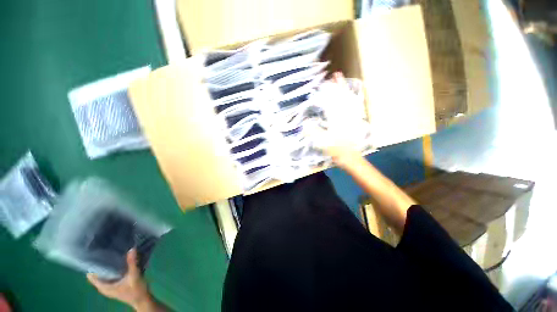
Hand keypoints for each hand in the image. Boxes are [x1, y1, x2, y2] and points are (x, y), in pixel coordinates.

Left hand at [87, 249, 151, 310]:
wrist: (143, 300)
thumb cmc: (136, 291)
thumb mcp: (134, 277)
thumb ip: (132, 263)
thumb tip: (131, 249)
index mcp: (104, 287)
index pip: (91, 275)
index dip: (92, 265)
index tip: (95, 253)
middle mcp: (104, 286)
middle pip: (97, 273)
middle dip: (101, 263)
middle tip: (105, 250)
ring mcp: (110, 286)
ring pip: (104, 274)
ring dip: (107, 265)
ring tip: (111, 253)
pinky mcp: (115, 285)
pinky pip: (110, 275)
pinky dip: (112, 268)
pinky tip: (119, 261)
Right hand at [307, 72, 370, 166]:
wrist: (350, 157)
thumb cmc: (335, 150)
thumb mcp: (322, 142)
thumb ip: (313, 132)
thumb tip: (305, 123)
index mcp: (337, 120)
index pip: (332, 102)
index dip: (329, 92)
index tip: (325, 83)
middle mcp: (345, 116)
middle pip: (342, 97)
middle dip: (339, 86)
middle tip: (337, 75)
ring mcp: (351, 118)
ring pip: (349, 100)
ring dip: (346, 90)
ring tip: (343, 81)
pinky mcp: (354, 121)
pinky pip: (354, 107)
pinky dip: (353, 99)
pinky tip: (351, 96)